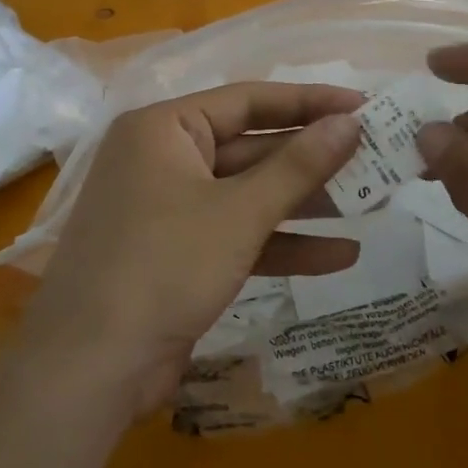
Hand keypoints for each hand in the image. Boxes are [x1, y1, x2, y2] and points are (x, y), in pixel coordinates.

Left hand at [22, 83, 363, 417]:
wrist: (92, 367)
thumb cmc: (164, 265)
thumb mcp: (239, 212)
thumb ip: (298, 165)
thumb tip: (349, 121)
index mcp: (164, 129)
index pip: (248, 100)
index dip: (309, 102)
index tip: (364, 107)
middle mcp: (163, 159)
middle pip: (250, 148)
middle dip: (311, 159)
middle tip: (375, 157)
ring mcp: (169, 209)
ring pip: (247, 194)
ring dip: (304, 203)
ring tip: (370, 202)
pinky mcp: (179, 254)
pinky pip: (236, 234)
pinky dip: (280, 243)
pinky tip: (339, 255)